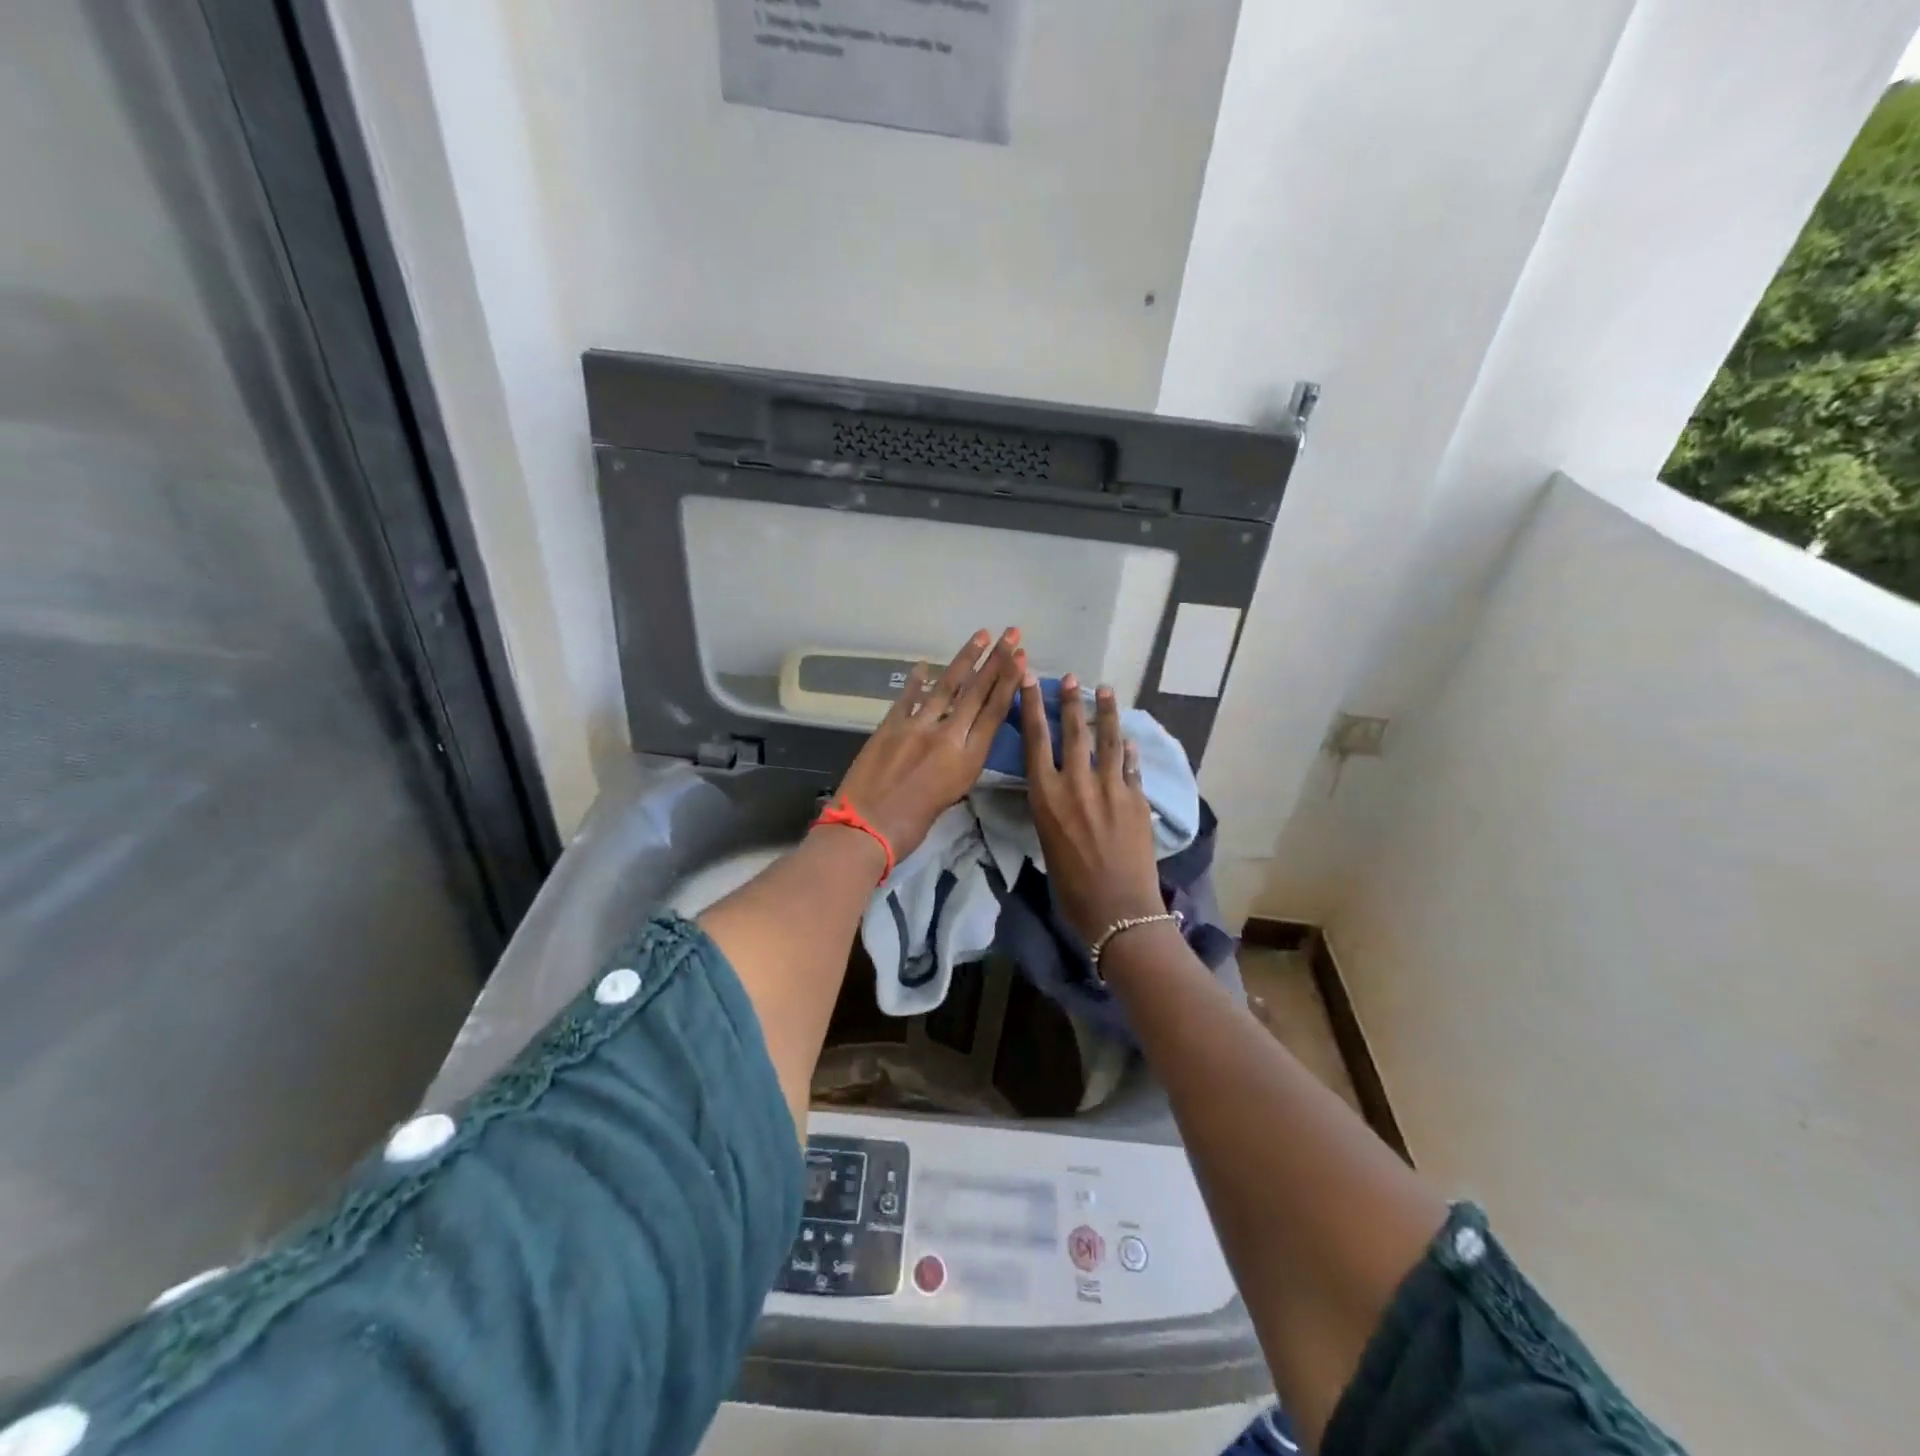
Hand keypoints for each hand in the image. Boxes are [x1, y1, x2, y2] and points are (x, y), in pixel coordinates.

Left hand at [832, 629, 1023, 862]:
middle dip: (996, 660)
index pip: (994, 712)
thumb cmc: (912, 826)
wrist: (866, 828)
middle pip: (976, 692)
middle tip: (1011, 633)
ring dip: (965, 658)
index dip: (1009, 682)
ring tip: (980, 635)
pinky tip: (924, 664)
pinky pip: (908, 697)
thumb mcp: (950, 797)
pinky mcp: (890, 725)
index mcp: (967, 759)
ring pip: (946, 685)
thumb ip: (959, 766)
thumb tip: (960, 743)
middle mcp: (947, 735)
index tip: (1021, 658)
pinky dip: (917, 680)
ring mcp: (916, 726)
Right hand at [1019, 673, 1163, 944]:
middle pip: (1074, 731)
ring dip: (1106, 713)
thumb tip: (1059, 790)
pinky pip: (1132, 766)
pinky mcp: (1137, 799)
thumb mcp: (1046, 840)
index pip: (1036, 740)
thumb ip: (1052, 808)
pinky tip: (1129, 739)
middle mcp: (1077, 784)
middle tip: (1073, 678)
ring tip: (1106, 690)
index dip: (1032, 706)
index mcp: (1047, 796)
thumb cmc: (1070, 886)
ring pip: (1109, 740)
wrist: (1117, 908)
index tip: (1031, 679)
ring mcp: (1112, 788)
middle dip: (1071, 701)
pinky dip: (1129, 750)